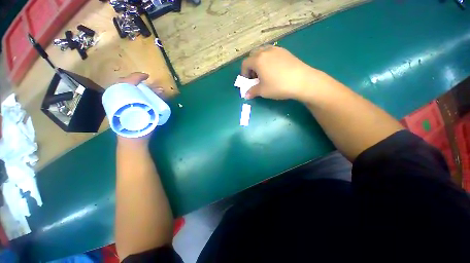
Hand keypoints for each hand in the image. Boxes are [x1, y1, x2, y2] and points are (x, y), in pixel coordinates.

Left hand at [115, 72, 161, 146]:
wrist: (131, 140)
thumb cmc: (139, 128)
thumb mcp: (149, 114)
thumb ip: (154, 102)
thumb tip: (161, 90)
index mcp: (120, 99)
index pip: (125, 82)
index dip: (136, 77)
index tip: (146, 76)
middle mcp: (115, 99)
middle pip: (123, 84)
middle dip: (134, 81)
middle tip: (145, 83)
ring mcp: (114, 104)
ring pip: (122, 90)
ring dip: (133, 87)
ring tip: (144, 89)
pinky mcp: (117, 108)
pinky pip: (122, 97)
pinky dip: (131, 93)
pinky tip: (139, 96)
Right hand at [241, 46, 323, 100]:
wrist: (302, 81)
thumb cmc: (278, 86)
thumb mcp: (263, 91)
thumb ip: (252, 92)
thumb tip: (246, 95)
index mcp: (258, 60)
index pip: (245, 63)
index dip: (244, 73)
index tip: (248, 81)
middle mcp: (266, 51)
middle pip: (253, 55)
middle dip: (251, 66)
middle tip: (255, 76)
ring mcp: (277, 50)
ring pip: (263, 52)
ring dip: (259, 61)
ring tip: (264, 72)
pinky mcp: (285, 52)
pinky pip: (272, 53)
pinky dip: (268, 59)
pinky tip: (274, 70)